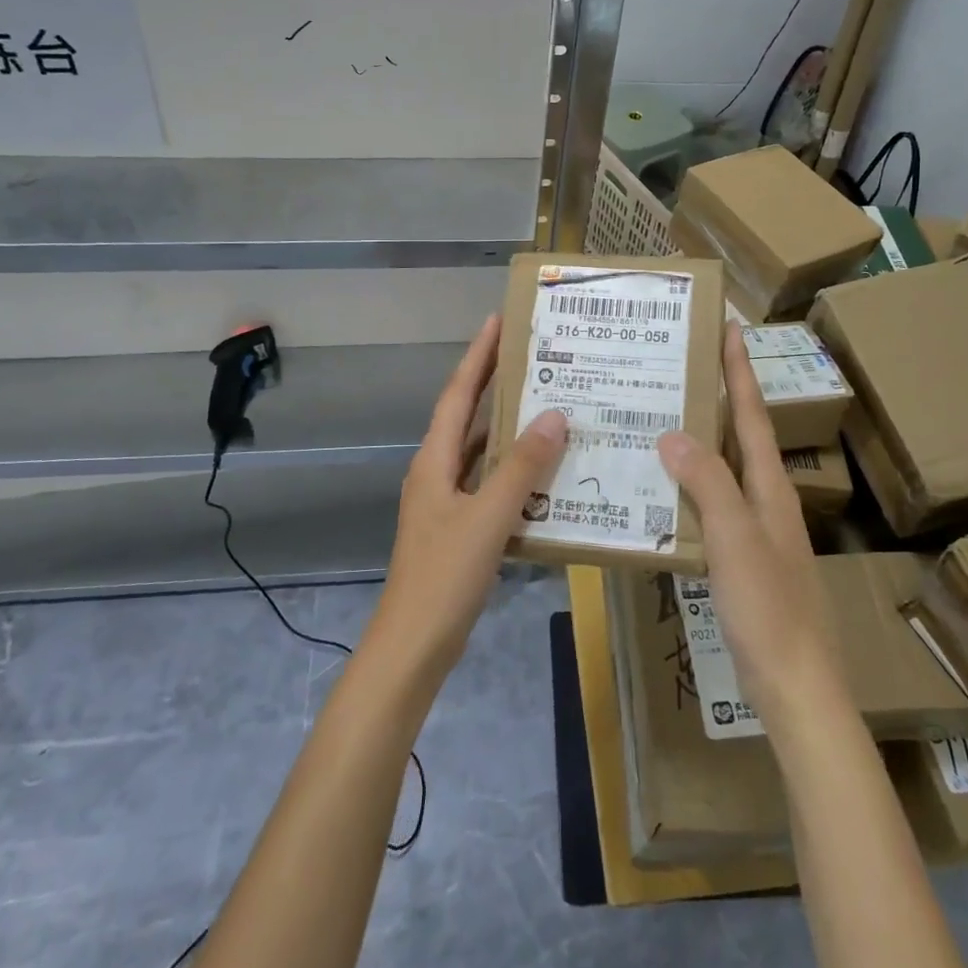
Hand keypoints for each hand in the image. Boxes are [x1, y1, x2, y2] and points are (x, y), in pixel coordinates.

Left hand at [368, 314, 568, 678]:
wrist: (413, 646)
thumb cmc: (444, 576)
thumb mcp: (488, 517)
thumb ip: (522, 467)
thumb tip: (555, 414)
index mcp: (435, 460)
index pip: (458, 394)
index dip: (478, 356)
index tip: (499, 321)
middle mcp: (437, 472)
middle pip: (468, 416)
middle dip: (496, 384)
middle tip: (536, 356)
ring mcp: (447, 502)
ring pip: (482, 452)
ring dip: (509, 428)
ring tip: (550, 405)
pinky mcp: (460, 528)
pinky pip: (491, 485)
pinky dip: (515, 472)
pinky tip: (546, 473)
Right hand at [657, 329, 848, 732]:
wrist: (797, 687)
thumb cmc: (769, 607)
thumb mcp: (734, 538)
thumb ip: (706, 482)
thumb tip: (673, 432)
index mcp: (769, 486)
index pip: (752, 413)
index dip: (740, 370)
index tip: (729, 326)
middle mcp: (767, 499)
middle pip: (739, 435)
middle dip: (716, 397)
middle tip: (679, 367)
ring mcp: (757, 531)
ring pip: (723, 470)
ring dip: (699, 441)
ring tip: (661, 419)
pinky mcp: (744, 560)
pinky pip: (713, 505)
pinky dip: (690, 486)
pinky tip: (664, 491)